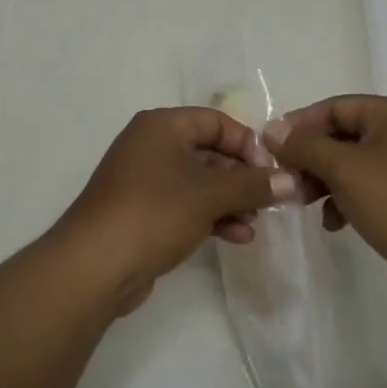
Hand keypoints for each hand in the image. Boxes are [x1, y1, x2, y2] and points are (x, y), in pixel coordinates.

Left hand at [54, 107, 295, 314]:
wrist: (94, 266)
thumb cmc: (154, 212)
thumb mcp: (209, 194)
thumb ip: (253, 185)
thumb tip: (292, 181)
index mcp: (162, 126)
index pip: (216, 121)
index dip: (247, 144)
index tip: (271, 173)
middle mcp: (152, 145)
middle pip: (209, 151)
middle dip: (242, 177)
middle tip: (270, 201)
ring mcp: (145, 180)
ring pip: (199, 182)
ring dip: (231, 200)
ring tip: (256, 223)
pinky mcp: (143, 212)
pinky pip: (186, 205)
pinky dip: (212, 216)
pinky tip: (237, 237)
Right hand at [266, 95, 386, 309]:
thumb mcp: (344, 168)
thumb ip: (304, 146)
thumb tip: (271, 129)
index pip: (336, 106)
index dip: (300, 124)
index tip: (271, 148)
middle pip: (344, 135)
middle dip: (312, 156)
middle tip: (285, 179)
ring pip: (354, 165)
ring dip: (325, 180)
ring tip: (302, 202)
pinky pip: (370, 190)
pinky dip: (346, 200)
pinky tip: (333, 223)